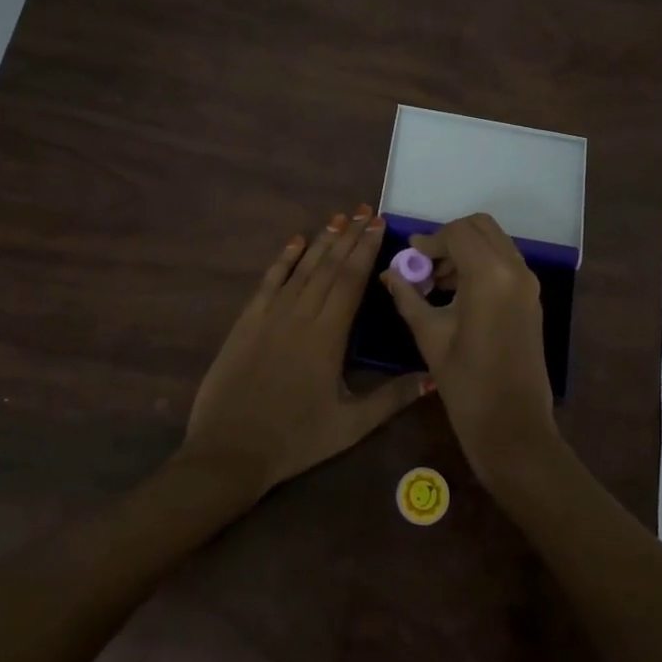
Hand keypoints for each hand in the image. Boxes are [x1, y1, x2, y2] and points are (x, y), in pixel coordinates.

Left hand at [183, 204, 427, 496]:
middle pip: (329, 266)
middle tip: (364, 210)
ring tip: (338, 218)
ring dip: (321, 241)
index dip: (366, 250)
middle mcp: (300, 314)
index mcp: (328, 335)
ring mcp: (270, 315)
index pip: (351, 280)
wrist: (230, 450)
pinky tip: (295, 241)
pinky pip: (268, 281)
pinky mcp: (247, 322)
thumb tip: (432, 377)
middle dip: (349, 236)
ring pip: (302, 268)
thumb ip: (392, 398)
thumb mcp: (351, 426)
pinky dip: (283, 259)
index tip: (378, 224)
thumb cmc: (295, 439)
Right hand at [382, 212, 558, 484]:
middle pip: (480, 227)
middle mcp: (514, 269)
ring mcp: (528, 283)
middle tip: (425, 264)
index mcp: (490, 275)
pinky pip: (504, 263)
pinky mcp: (531, 298)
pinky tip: (457, 293)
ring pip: (494, 242)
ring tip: (436, 281)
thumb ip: (408, 296)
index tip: (409, 258)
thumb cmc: (466, 383)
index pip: (457, 233)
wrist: (512, 426)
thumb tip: (390, 273)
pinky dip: (481, 264)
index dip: (429, 240)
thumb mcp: (429, 335)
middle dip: (449, 238)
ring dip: (465, 250)